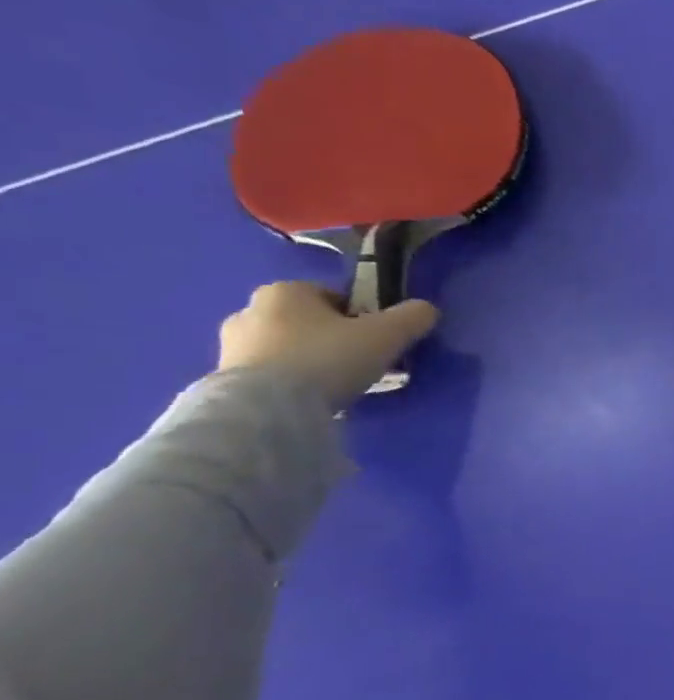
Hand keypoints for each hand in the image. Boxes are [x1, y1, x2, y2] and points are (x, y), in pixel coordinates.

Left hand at [218, 282, 439, 408]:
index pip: (333, 297)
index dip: (361, 318)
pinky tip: (309, 401)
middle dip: (332, 339)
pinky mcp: (222, 379)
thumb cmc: (328, 358)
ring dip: (309, 362)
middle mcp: (250, 310)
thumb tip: (426, 310)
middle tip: (358, 365)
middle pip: (308, 322)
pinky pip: (268, 375)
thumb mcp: (387, 335)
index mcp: (285, 290)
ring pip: (287, 348)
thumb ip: (412, 317)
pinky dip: (289, 384)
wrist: (268, 409)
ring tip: (334, 388)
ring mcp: (230, 345)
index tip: (376, 342)